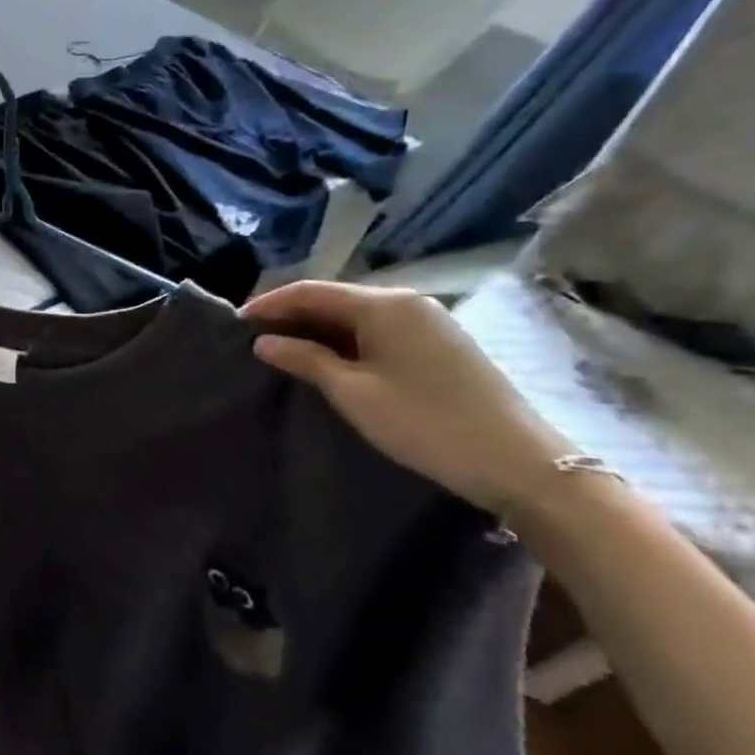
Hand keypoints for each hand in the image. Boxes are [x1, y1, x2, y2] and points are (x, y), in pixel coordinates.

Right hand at [243, 281, 572, 516]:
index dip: (269, 304)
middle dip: (291, 315)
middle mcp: (408, 303)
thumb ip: (304, 359)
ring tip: (282, 350)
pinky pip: (378, 330)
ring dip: (317, 329)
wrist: (519, 463)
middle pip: (335, 299)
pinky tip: (326, 360)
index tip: (235, 324)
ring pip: (356, 315)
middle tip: (254, 338)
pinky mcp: (440, 345)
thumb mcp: (352, 392)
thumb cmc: (424, 422)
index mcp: (385, 305)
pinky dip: (344, 340)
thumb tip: (264, 341)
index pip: (311, 291)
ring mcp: (429, 323)